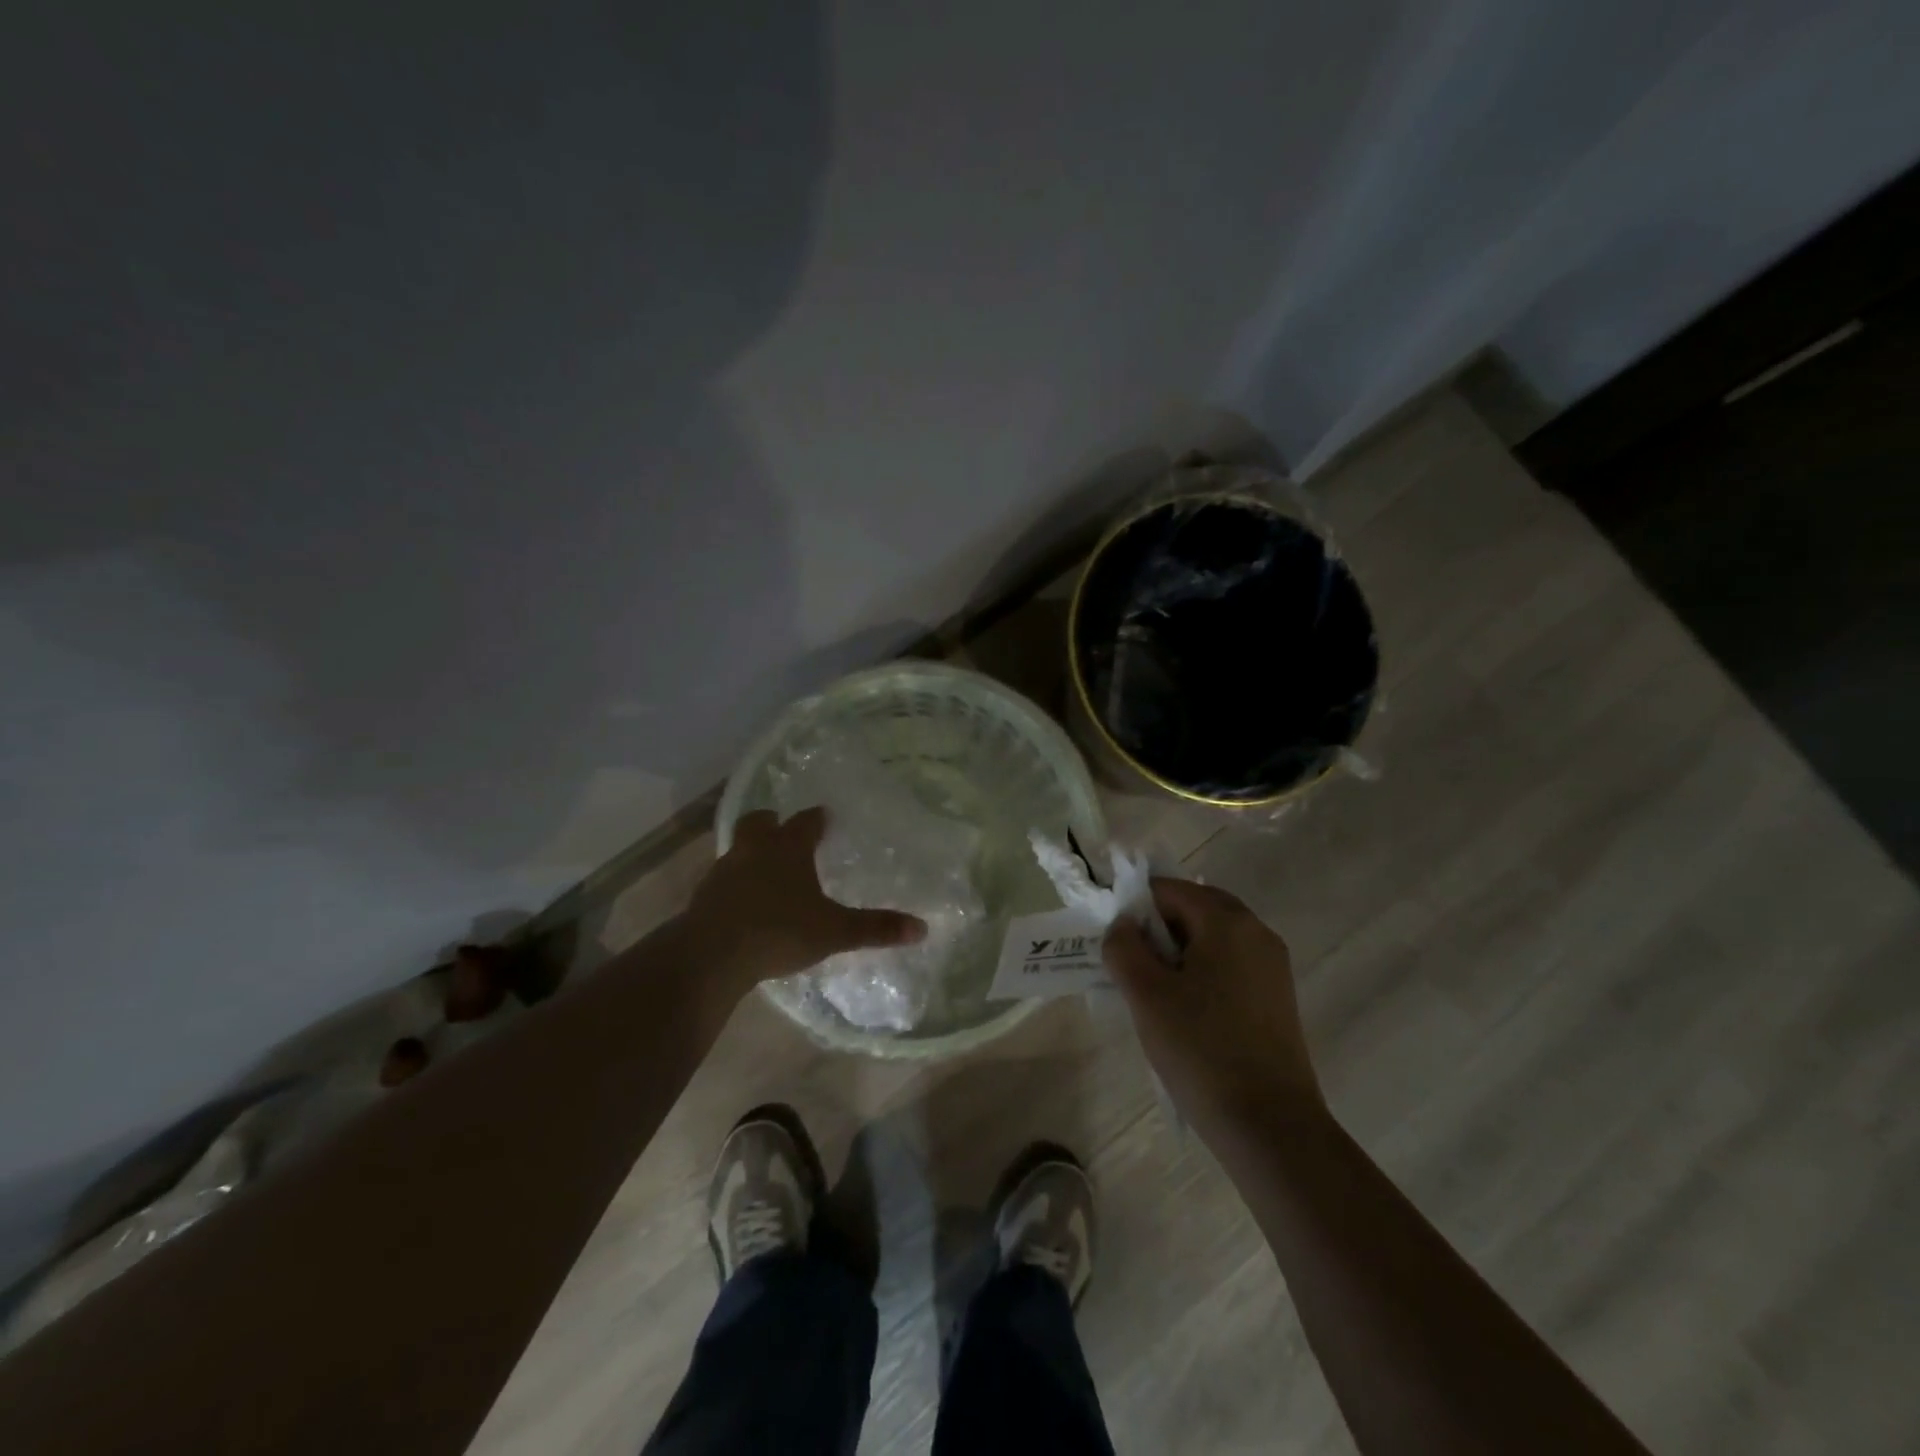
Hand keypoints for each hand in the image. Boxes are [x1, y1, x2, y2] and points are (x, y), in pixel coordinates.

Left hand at [684, 807, 926, 993]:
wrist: (711, 955)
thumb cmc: (779, 931)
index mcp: (788, 848)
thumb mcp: (834, 931)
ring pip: (739, 849)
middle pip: (760, 822)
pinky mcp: (704, 896)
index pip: (806, 822)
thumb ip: (875, 928)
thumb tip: (921, 928)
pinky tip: (745, 902)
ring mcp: (724, 871)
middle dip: (773, 822)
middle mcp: (754, 850)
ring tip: (767, 869)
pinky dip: (736, 882)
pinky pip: (723, 879)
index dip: (817, 819)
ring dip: (752, 852)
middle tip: (785, 829)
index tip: (825, 817)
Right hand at [1103, 878, 1321, 1141]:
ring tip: (1155, 996)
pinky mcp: (1277, 996)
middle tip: (1132, 969)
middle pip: (1193, 909)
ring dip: (1178, 953)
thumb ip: (1123, 947)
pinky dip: (1201, 973)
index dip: (1134, 910)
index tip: (1116, 947)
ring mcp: (1272, 965)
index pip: (1167, 889)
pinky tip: (1187, 1014)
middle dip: (1157, 930)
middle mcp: (1256, 931)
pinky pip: (1229, 965)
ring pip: (1212, 938)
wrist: (1271, 1127)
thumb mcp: (1146, 995)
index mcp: (1227, 921)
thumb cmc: (1201, 1051)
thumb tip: (1123, 926)